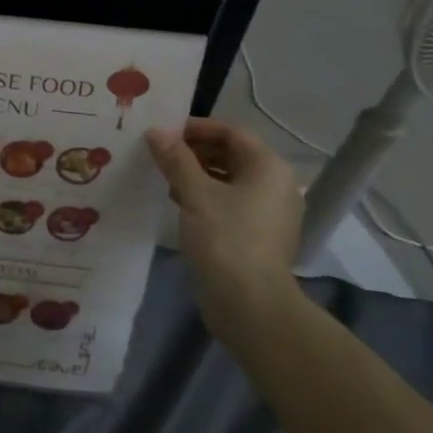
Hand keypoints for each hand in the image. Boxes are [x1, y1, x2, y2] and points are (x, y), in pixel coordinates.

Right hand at [146, 118, 303, 345]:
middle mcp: (276, 185)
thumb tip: (155, 131)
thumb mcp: (194, 193)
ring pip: (230, 181)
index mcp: (269, 167)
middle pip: (233, 155)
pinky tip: (179, 203)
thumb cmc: (225, 238)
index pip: (232, 132)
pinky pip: (231, 203)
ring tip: (164, 177)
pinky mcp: (259, 236)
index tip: (164, 132)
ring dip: (198, 174)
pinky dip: (207, 197)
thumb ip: (175, 159)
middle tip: (160, 153)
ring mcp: (270, 213)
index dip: (197, 128)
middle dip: (195, 151)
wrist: (249, 304)